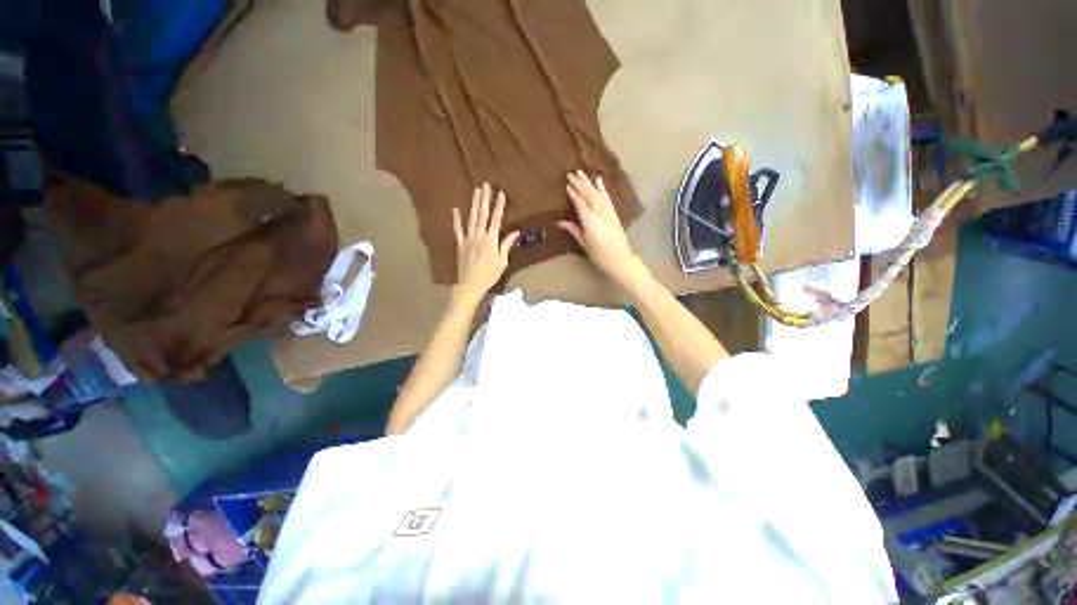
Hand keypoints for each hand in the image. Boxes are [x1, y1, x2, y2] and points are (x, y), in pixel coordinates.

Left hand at [452, 183, 519, 299]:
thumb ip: (507, 245)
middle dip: (485, 199)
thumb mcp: (502, 262)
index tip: (501, 194)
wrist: (470, 284)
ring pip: (472, 218)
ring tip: (476, 191)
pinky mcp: (460, 244)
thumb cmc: (489, 275)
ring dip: (474, 204)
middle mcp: (479, 235)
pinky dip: (456, 219)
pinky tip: (455, 209)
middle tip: (486, 185)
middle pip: (483, 214)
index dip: (499, 206)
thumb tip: (516, 233)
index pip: (496, 219)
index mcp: (491, 240)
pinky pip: (458, 230)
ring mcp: (468, 238)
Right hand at [558, 171, 644, 285]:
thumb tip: (560, 222)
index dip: (573, 193)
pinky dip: (602, 189)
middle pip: (588, 194)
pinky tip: (599, 180)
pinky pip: (607, 198)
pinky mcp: (614, 213)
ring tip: (581, 173)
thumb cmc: (599, 255)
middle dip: (580, 184)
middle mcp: (599, 212)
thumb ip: (574, 230)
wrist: (620, 259)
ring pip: (597, 193)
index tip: (566, 185)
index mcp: (590, 220)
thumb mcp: (584, 244)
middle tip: (571, 173)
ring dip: (589, 182)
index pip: (580, 203)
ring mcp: (608, 212)